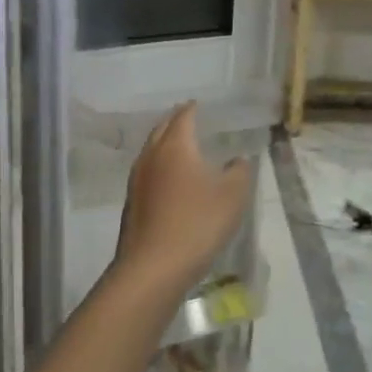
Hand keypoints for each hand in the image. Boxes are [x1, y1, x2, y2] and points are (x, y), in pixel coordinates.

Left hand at [114, 104, 252, 298]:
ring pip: (151, 151)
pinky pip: (147, 172)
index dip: (192, 109)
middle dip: (174, 121)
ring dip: (164, 143)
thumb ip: (240, 171)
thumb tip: (238, 159)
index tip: (198, 104)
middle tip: (187, 118)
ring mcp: (137, 180)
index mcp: (175, 146)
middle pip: (161, 129)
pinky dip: (159, 166)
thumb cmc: (197, 223)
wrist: (153, 267)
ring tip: (179, 145)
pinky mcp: (131, 203)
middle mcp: (151, 156)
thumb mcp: (232, 196)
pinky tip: (169, 179)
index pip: (183, 117)